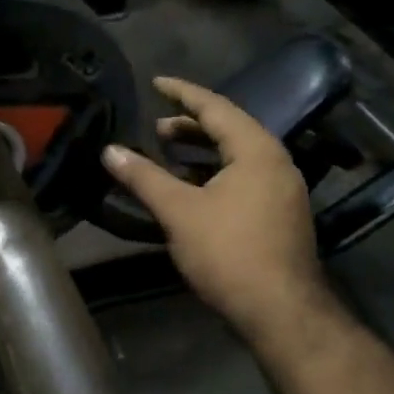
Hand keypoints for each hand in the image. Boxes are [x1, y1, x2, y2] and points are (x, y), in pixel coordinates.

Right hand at [102, 76, 337, 343]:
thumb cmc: (228, 252)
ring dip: (202, 152)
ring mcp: (283, 190)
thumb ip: (144, 177)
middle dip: (191, 126)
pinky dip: (216, 174)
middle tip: (157, 128)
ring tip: (169, 155)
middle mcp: (276, 162)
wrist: (279, 310)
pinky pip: (245, 177)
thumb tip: (109, 151)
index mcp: (256, 150)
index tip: (156, 83)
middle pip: (230, 130)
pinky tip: (193, 190)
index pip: (216, 107)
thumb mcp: (179, 211)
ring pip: (238, 157)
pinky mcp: (280, 214)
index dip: (183, 93)